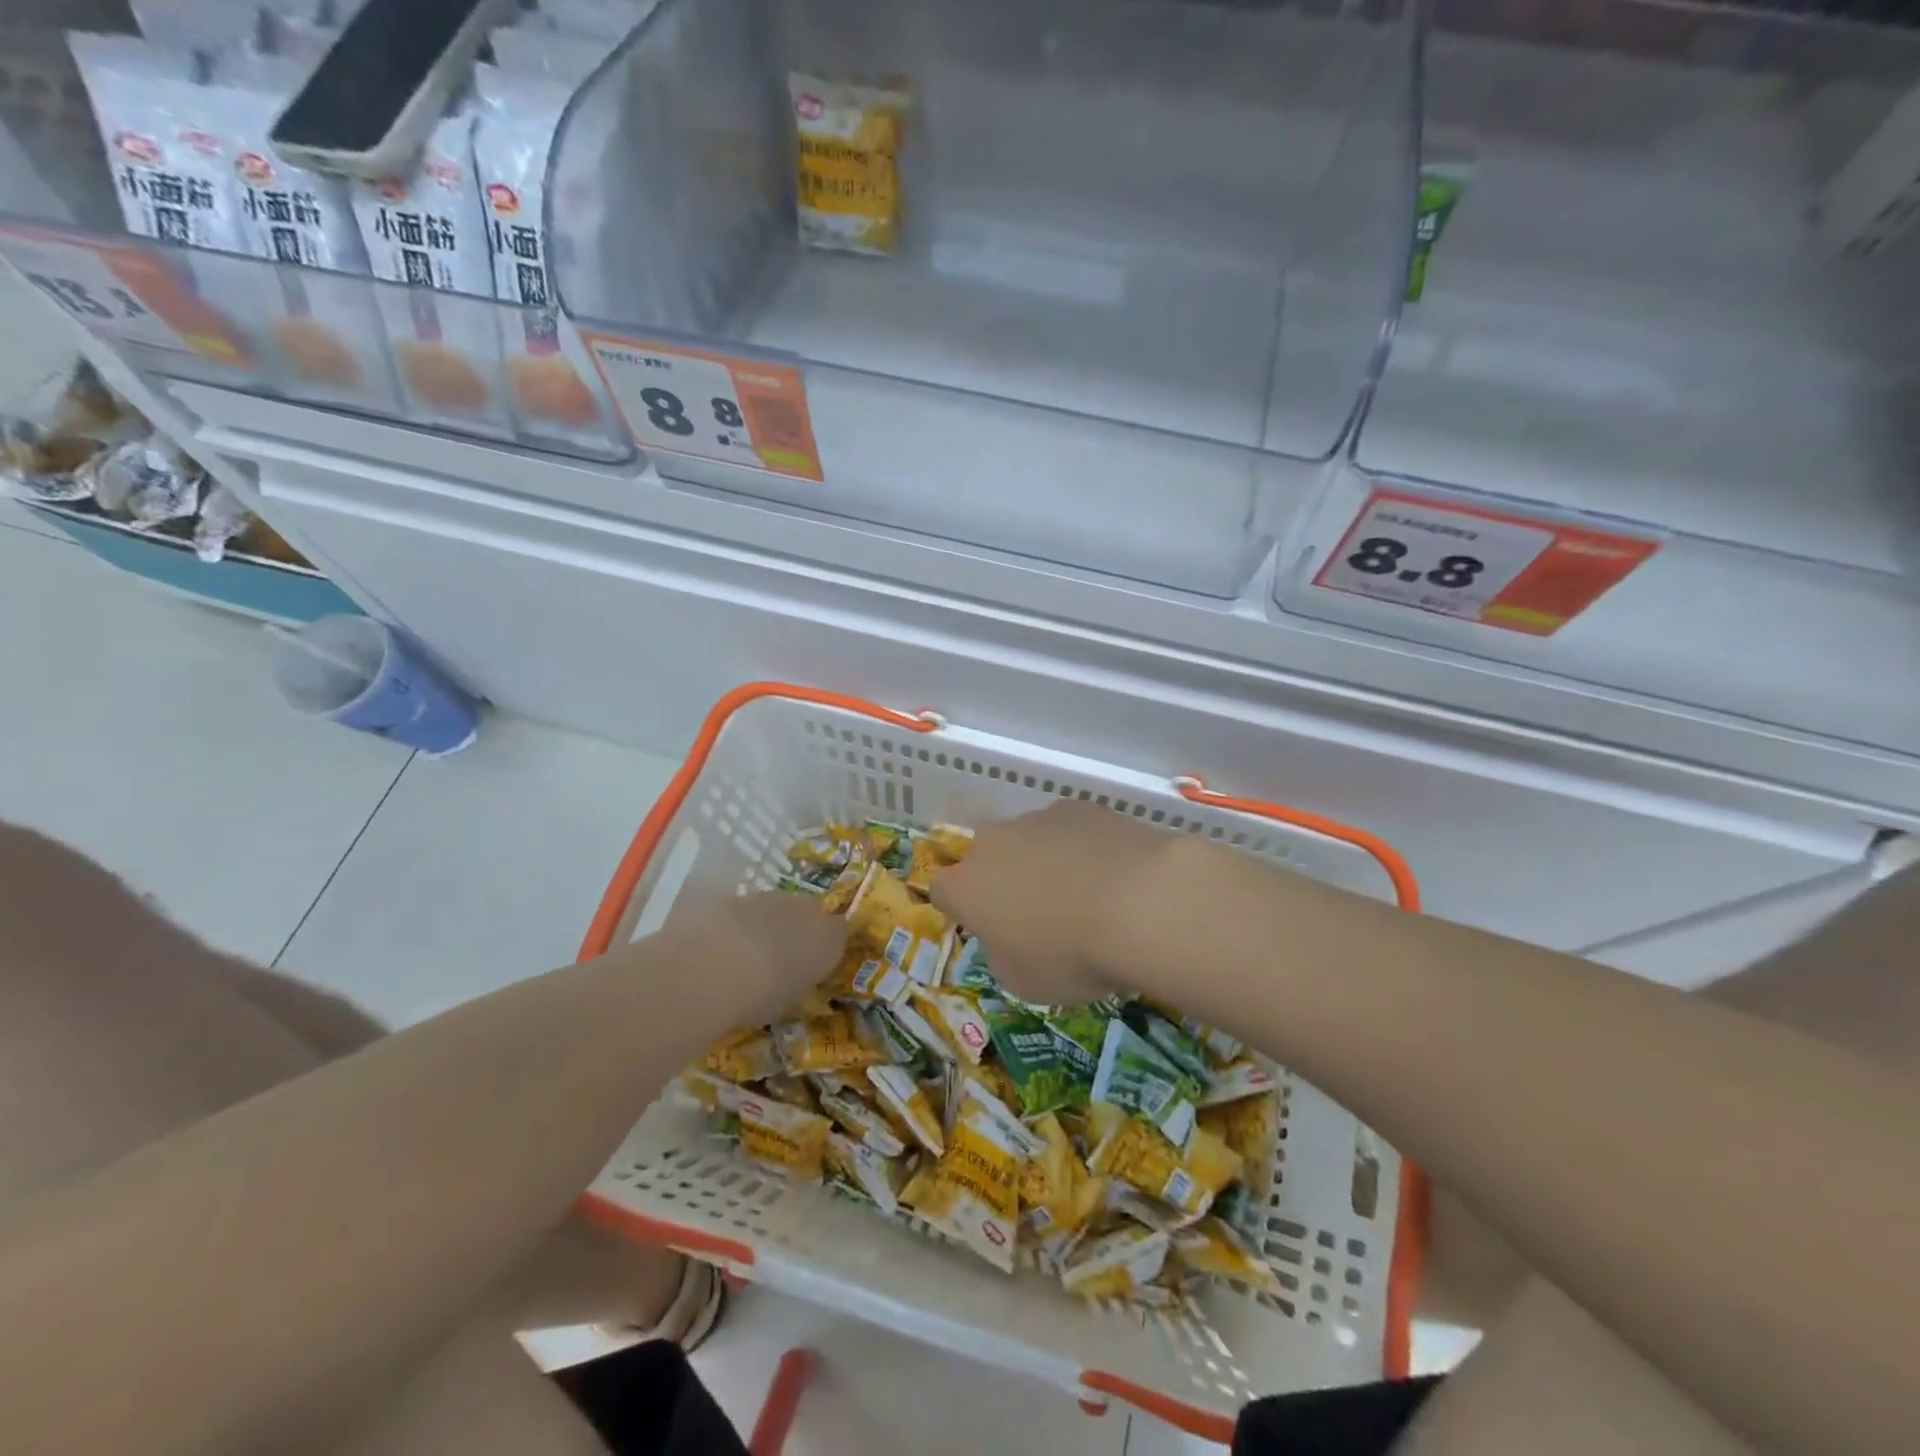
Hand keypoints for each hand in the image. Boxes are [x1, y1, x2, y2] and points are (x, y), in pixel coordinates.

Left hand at [657, 891, 844, 1028]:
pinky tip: (714, 949)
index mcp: (829, 937)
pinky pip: (741, 911)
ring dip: (762, 927)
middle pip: (806, 915)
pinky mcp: (735, 894)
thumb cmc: (763, 994)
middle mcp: (806, 909)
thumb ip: (793, 984)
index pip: (839, 933)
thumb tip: (786, 982)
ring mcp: (769, 897)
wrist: (715, 963)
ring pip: (772, 910)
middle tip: (774, 962)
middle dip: (793, 933)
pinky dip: (733, 925)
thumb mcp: (787, 1002)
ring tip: (739, 958)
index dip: (824, 947)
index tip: (811, 966)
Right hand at [929, 801, 1183, 1006]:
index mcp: (967, 887)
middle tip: (1038, 913)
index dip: (963, 910)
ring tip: (1085, 894)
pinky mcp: (1080, 807)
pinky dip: (1081, 847)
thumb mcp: (1024, 982)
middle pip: (986, 858)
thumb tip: (1008, 936)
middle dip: (1003, 880)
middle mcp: (992, 843)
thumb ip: (1002, 954)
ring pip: (1028, 840)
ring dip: (1044, 862)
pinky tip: (1113, 873)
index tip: (989, 929)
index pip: (942, 891)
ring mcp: (1037, 818)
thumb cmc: (1071, 955)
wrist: (1141, 903)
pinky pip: (1069, 830)